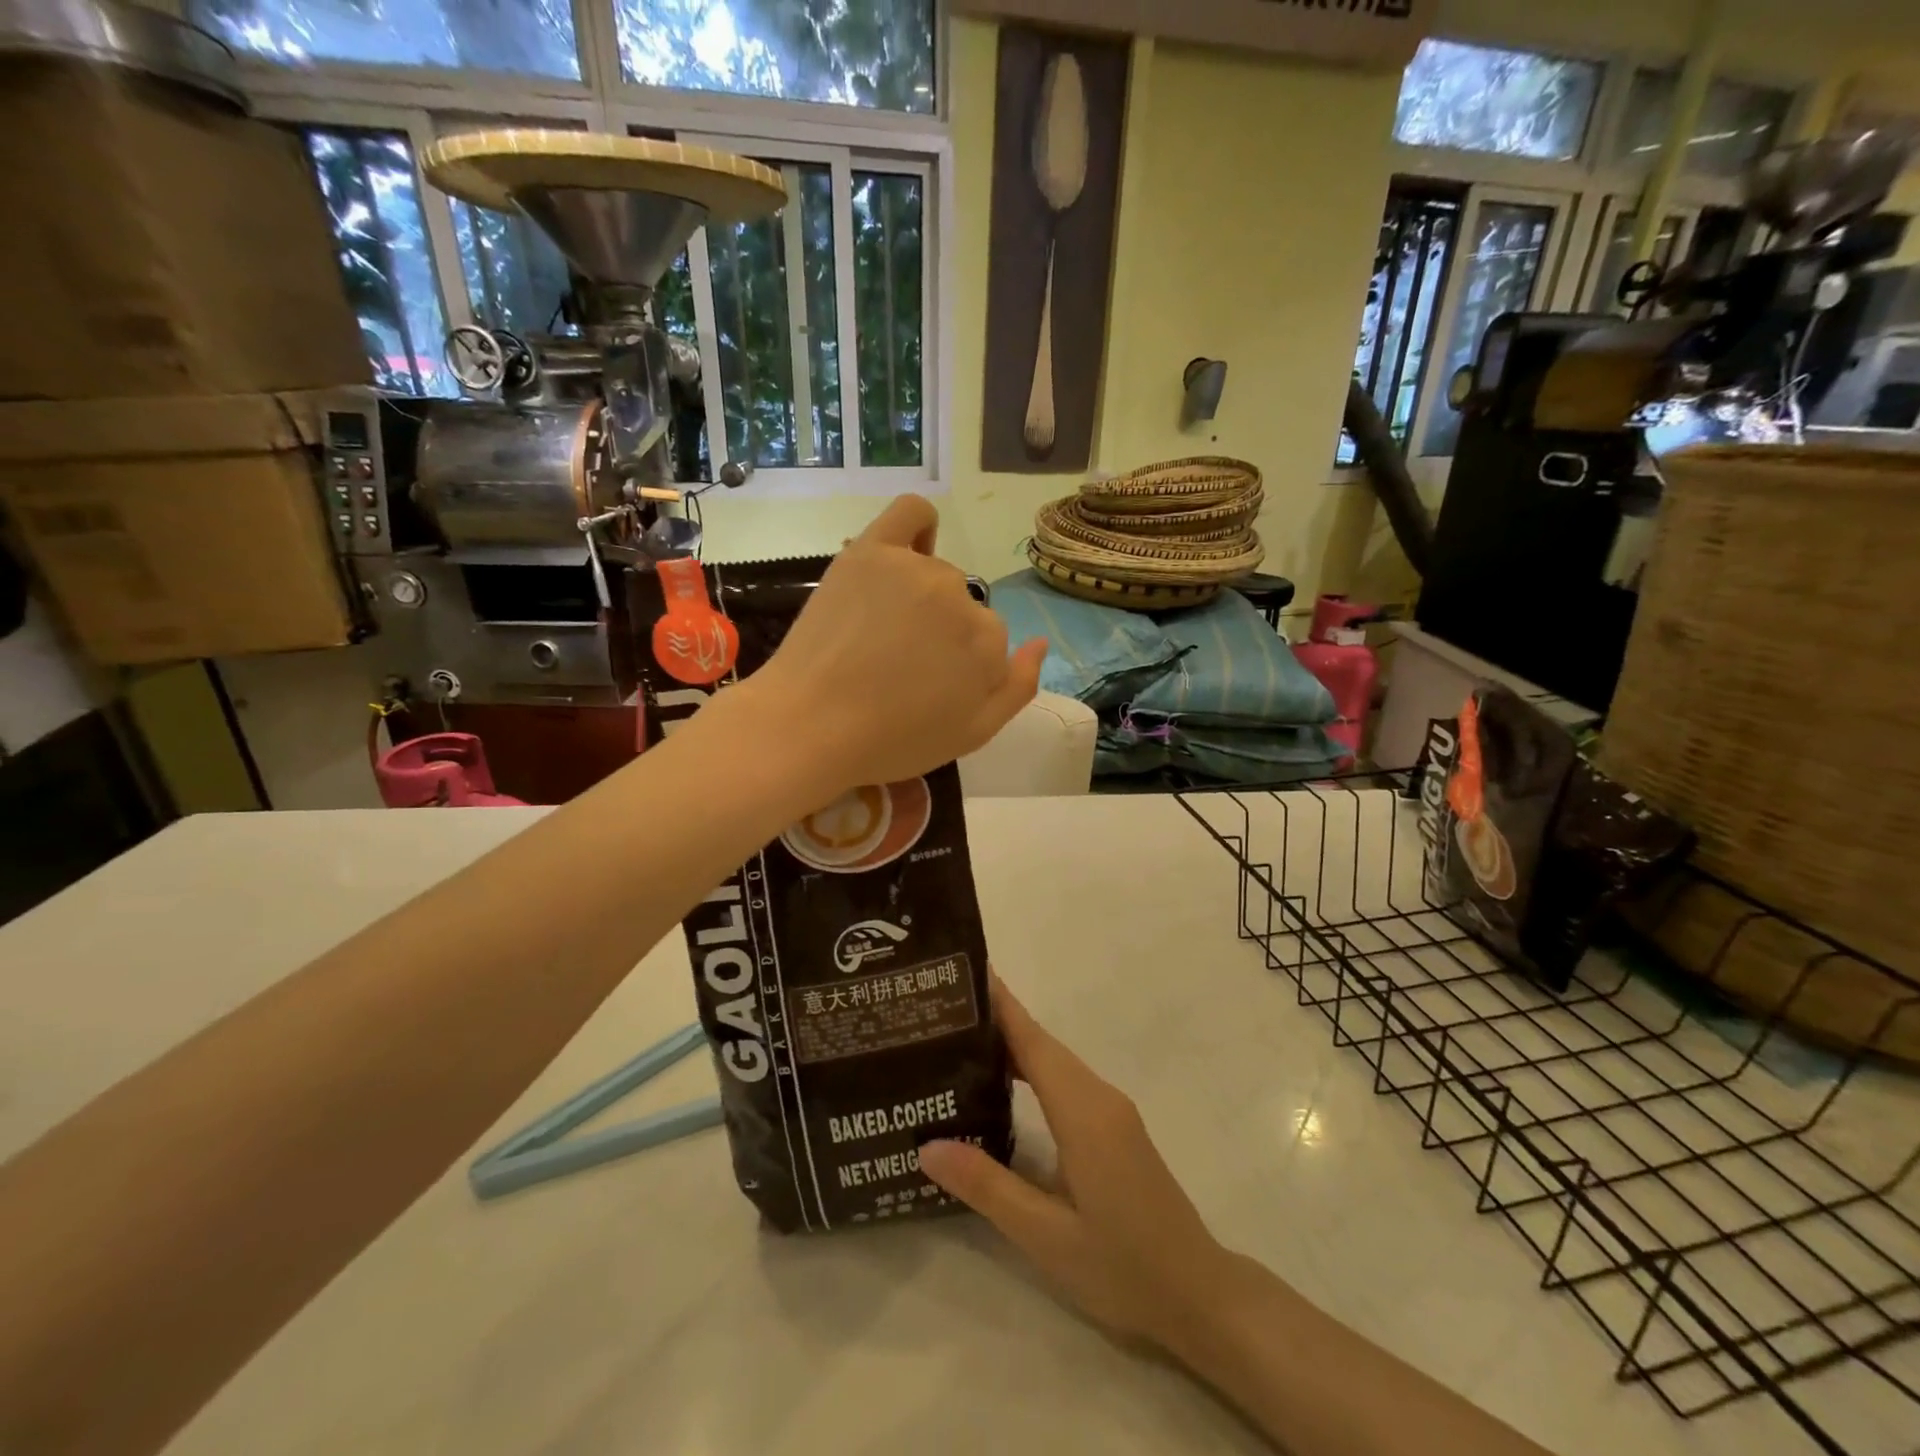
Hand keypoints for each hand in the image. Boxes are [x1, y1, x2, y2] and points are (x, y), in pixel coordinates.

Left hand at [752, 495, 1047, 793]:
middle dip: (939, 634)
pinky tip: (907, 549)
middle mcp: (962, 597)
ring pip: (934, 575)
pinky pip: (911, 513)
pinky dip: (919, 526)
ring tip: (877, 633)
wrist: (811, 726)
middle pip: (963, 607)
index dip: (958, 668)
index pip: (987, 642)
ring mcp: (916, 569)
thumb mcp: (972, 735)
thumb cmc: (892, 740)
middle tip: (896, 665)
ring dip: (918, 599)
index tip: (926, 688)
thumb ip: (1018, 687)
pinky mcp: (871, 551)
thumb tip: (1040, 643)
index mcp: (990, 642)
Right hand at [919, 980, 1234, 1350]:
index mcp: (1083, 1111)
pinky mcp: (1114, 1126)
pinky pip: (1065, 1081)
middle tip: (941, 1010)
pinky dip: (1031, 1069)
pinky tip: (1002, 1084)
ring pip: (1054, 1061)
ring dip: (1012, 1043)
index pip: (1033, 1041)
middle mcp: (1099, 1096)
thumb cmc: (1121, 1266)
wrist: (1197, 1295)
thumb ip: (987, 1186)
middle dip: (995, 1018)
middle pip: (1041, 1043)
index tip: (964, 971)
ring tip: (958, 1040)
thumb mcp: (1045, 1235)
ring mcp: (1111, 1110)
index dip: (1000, 1004)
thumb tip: (927, 1146)